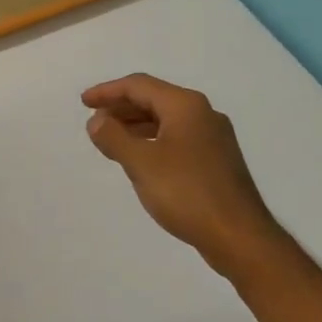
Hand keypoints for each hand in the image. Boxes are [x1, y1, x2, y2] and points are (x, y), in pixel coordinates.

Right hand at [83, 74, 284, 277]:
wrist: (238, 235)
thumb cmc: (187, 193)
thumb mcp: (141, 163)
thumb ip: (114, 138)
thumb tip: (96, 120)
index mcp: (186, 106)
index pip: (140, 86)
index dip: (107, 91)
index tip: (83, 102)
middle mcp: (203, 114)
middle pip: (155, 99)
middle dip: (121, 107)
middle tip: (94, 121)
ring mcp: (213, 138)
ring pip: (166, 120)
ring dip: (136, 125)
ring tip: (110, 140)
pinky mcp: (216, 161)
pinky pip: (177, 138)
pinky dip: (152, 140)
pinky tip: (140, 159)